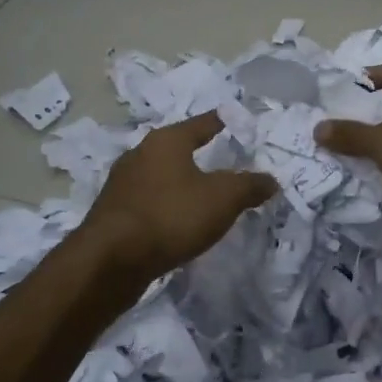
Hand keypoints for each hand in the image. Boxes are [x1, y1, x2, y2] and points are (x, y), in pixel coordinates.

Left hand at [80, 112, 277, 278]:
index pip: (202, 123)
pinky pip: (148, 202)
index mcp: (166, 141)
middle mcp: (140, 154)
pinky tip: (175, 221)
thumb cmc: (171, 216)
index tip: (235, 121)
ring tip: (201, 195)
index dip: (222, 122)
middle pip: (177, 148)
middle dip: (198, 154)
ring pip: (159, 176)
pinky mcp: (112, 213)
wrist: (110, 261)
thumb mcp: (223, 199)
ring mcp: (121, 184)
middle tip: (222, 162)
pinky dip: (165, 206)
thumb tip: (271, 180)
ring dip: (179, 183)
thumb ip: (249, 186)